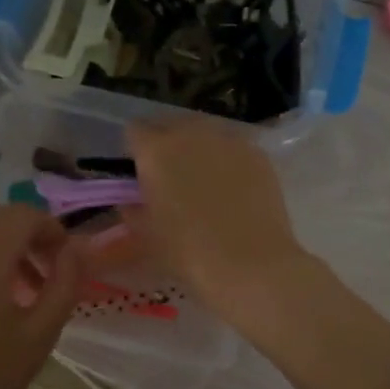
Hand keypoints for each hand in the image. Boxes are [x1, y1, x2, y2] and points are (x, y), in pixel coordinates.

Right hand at [125, 120, 310, 317]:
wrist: (250, 264)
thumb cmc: (188, 253)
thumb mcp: (147, 235)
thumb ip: (133, 210)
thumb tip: (132, 201)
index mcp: (156, 150)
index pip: (135, 131)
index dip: (135, 151)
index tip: (139, 172)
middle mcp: (191, 133)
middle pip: (171, 124)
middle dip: (166, 144)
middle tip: (170, 176)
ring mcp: (229, 140)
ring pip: (205, 132)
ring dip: (198, 149)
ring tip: (204, 181)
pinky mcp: (257, 153)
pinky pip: (233, 147)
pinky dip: (227, 160)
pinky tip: (233, 188)